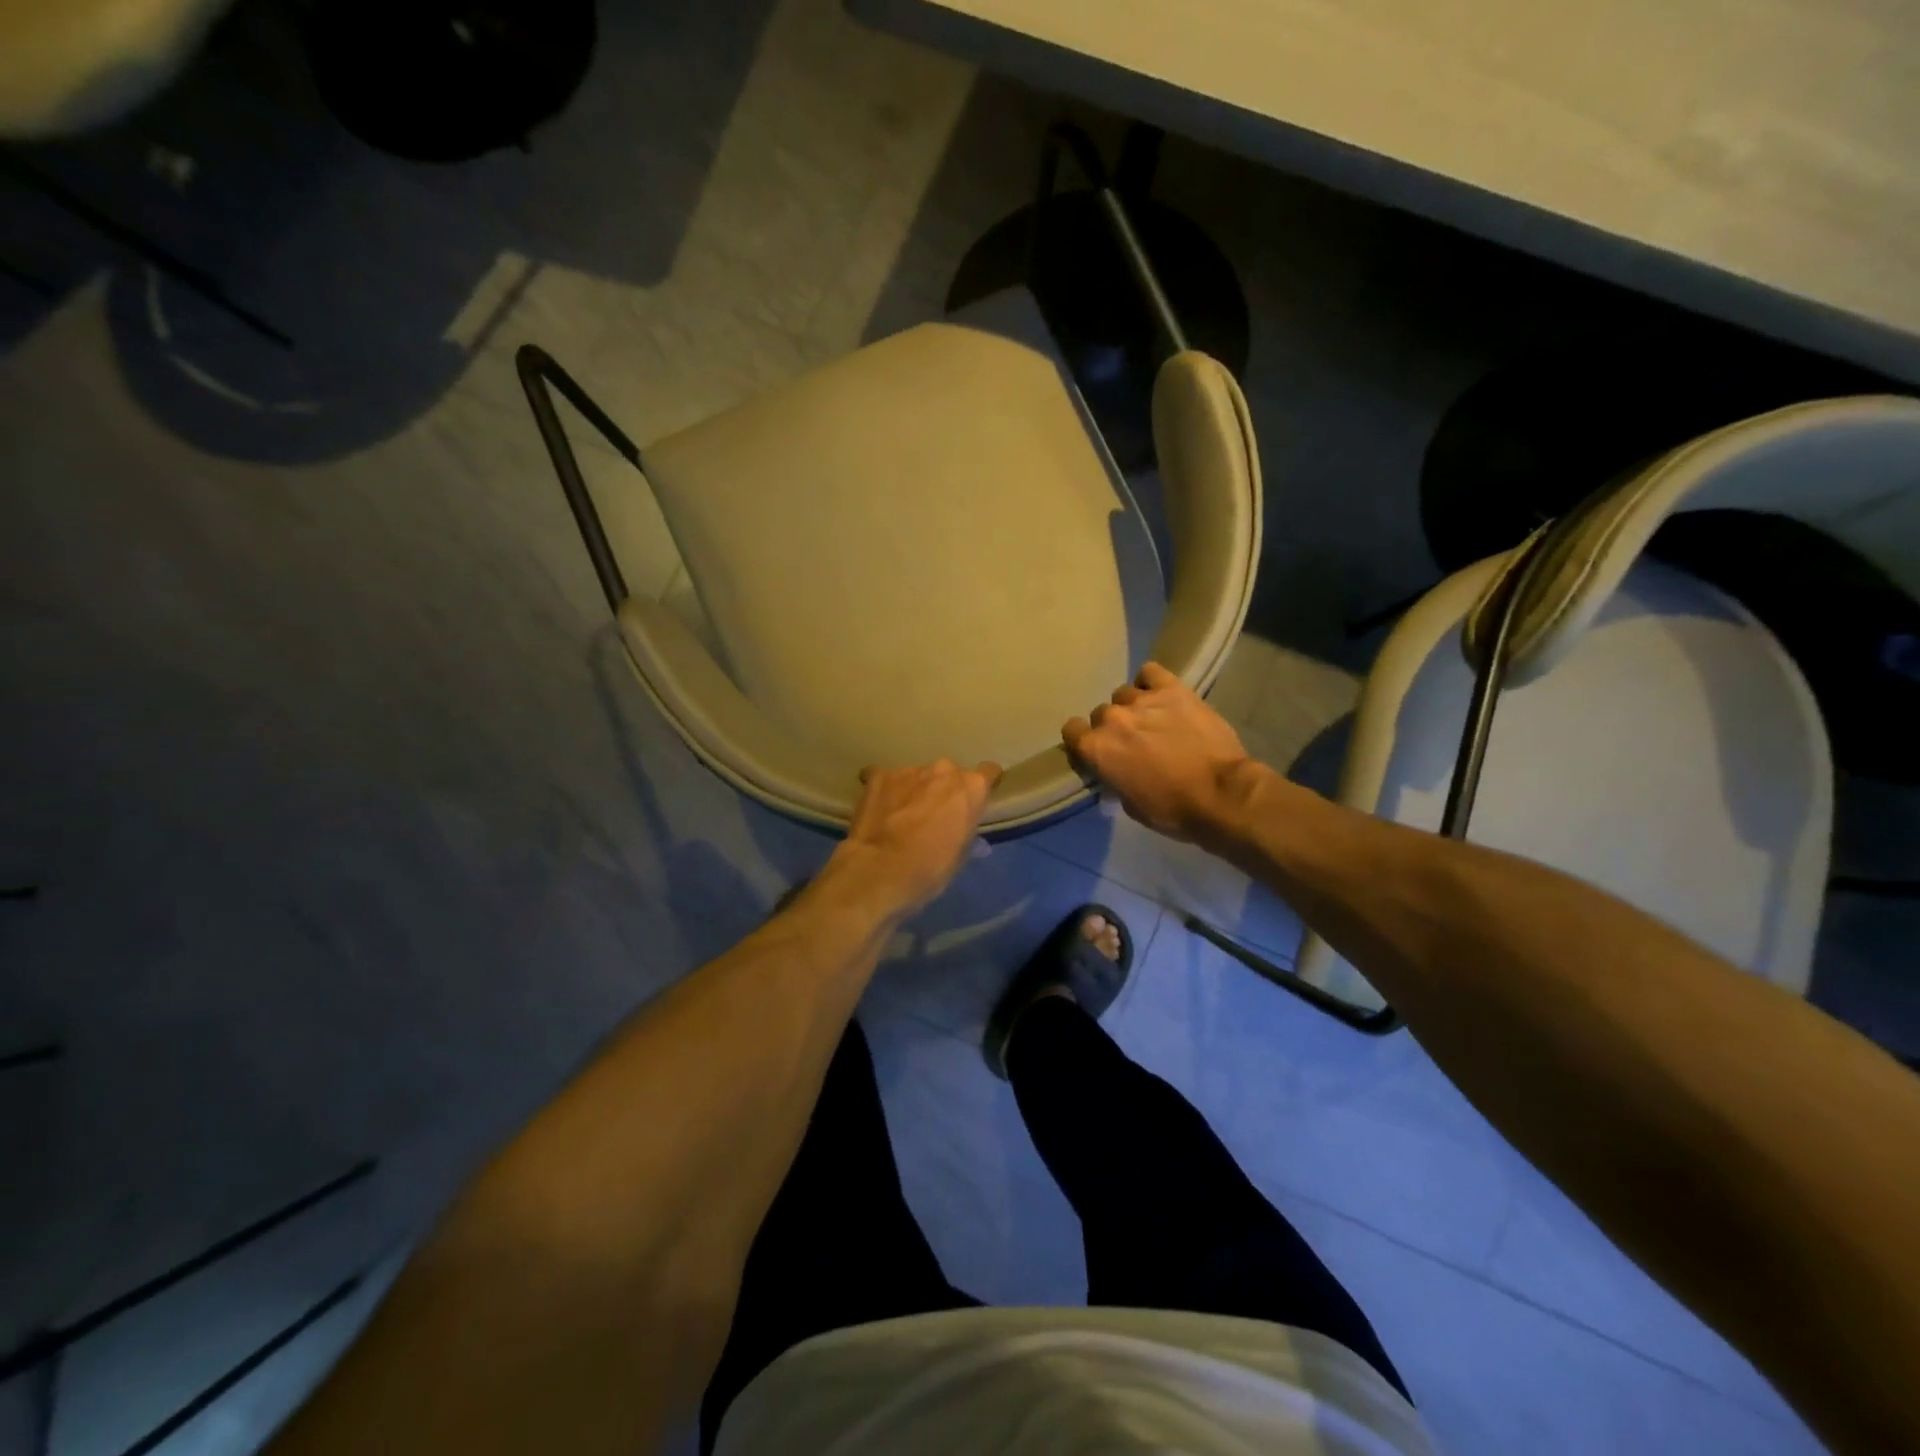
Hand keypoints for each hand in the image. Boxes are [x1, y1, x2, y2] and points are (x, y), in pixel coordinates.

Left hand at [829, 758, 1001, 918]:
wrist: (881, 869)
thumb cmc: (931, 867)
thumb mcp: (960, 857)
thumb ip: (968, 837)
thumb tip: (977, 843)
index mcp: (972, 787)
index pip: (988, 773)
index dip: (981, 787)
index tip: (974, 800)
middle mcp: (943, 770)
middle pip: (949, 774)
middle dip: (943, 790)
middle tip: (934, 814)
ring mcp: (909, 770)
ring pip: (918, 776)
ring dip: (914, 791)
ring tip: (901, 816)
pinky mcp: (879, 776)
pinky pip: (885, 778)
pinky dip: (885, 790)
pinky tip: (878, 808)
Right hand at [1063, 662, 1253, 842]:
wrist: (1221, 794)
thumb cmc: (1172, 809)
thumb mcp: (1131, 805)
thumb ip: (1114, 780)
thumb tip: (1115, 775)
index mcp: (1096, 748)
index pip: (1071, 730)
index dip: (1083, 740)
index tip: (1098, 751)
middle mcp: (1112, 718)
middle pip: (1101, 714)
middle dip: (1114, 727)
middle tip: (1134, 742)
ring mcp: (1142, 700)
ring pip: (1124, 694)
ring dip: (1134, 707)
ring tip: (1154, 720)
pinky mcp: (1172, 689)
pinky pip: (1150, 673)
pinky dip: (1151, 682)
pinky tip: (1162, 696)